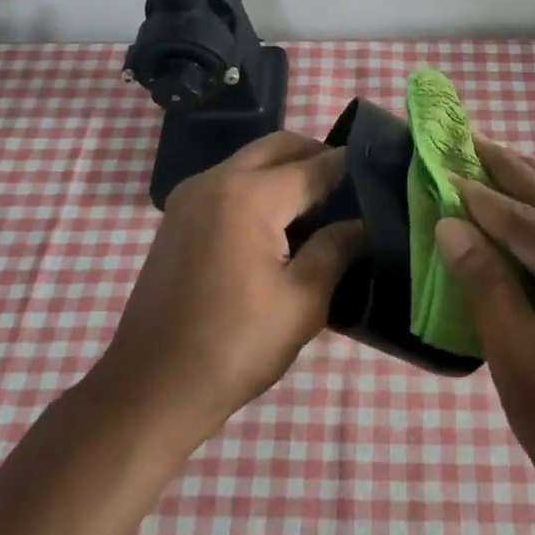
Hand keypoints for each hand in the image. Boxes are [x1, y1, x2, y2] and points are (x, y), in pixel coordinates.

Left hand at [98, 131, 361, 442]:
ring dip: (288, 170)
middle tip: (353, 189)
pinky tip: (281, 226)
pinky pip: (230, 181)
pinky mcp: (178, 216)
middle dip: (318, 157)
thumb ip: (337, 249)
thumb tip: (363, 223)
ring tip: (322, 210)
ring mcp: (191, 196)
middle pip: (280, 147)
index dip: (352, 167)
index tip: (383, 174)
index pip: (315, 165)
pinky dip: (261, 186)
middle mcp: (216, 180)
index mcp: (249, 196)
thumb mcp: (302, 302)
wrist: (151, 388)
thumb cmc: (234, 347)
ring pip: (253, 160)